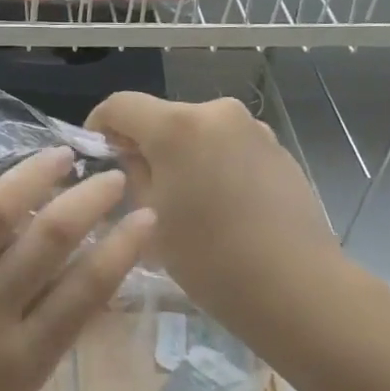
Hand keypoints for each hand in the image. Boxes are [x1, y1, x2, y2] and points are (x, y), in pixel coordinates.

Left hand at [0, 144, 155, 390]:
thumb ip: (41, 344)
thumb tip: (75, 285)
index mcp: (23, 361)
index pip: (87, 289)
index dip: (124, 247)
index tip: (146, 215)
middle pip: (47, 241)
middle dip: (88, 201)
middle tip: (111, 175)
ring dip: (30, 178)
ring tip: (59, 155)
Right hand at [87, 93, 352, 343]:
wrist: (295, 286)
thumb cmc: (208, 257)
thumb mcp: (150, 217)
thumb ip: (133, 174)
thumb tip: (131, 155)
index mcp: (176, 127)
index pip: (120, 104)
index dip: (98, 124)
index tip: (94, 153)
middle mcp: (216, 113)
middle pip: (162, 116)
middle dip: (144, 143)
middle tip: (137, 185)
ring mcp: (252, 128)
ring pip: (197, 131)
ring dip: (181, 153)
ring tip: (183, 198)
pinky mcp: (277, 148)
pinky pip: (228, 145)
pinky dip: (213, 162)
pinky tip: (220, 204)